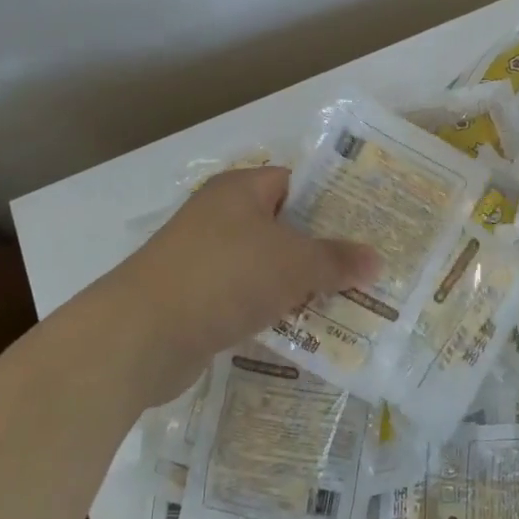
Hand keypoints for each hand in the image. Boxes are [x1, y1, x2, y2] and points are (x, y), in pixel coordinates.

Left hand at [95, 167, 378, 402]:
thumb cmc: (224, 277)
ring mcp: (204, 260)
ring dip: (299, 284)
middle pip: (283, 227)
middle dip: (321, 249)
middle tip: (365, 266)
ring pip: (266, 266)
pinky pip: (246, 298)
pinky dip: (272, 310)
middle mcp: (220, 217)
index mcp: (240, 191)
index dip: (332, 200)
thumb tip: (377, 261)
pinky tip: (305, 330)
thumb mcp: (293, 263)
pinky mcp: (196, 300)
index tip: (367, 222)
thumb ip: (337, 260)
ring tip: (347, 301)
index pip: (295, 182)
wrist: (141, 336)